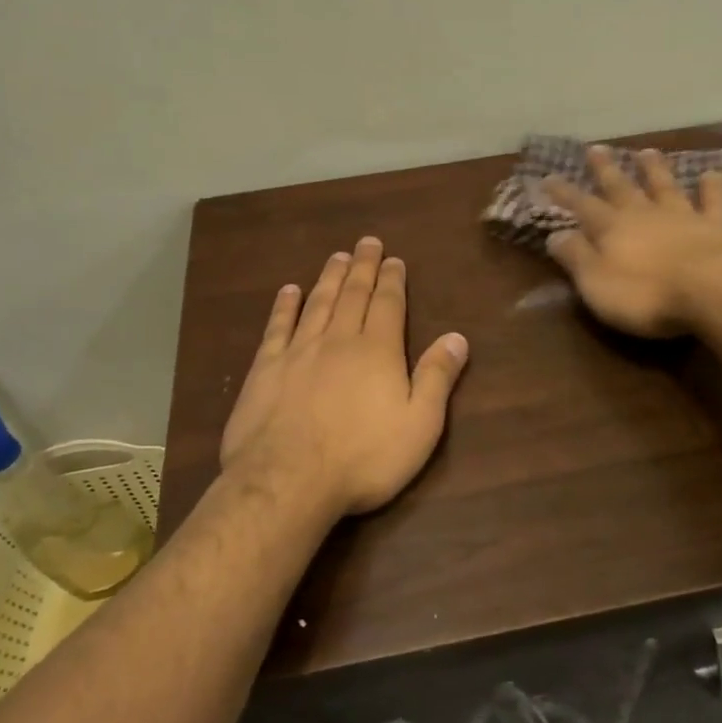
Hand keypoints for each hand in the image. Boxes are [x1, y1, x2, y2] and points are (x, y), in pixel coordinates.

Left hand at [220, 238, 469, 519]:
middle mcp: (338, 340)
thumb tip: (456, 337)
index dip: (392, 280)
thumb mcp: (419, 425)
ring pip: (317, 303)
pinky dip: (284, 306)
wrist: (288, 480)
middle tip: (366, 242)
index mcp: (377, 351)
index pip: (388, 304)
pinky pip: (277, 327)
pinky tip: (289, 291)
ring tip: (336, 257)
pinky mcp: (265, 369)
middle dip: (362, 267)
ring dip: (329, 278)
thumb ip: (437, 378)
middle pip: (353, 294)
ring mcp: (298, 352)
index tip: (394, 259)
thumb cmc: (363, 458)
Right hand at [543, 147, 721, 337]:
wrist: (711, 291)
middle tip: (595, 148)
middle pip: (621, 187)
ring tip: (646, 151)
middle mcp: (644, 214)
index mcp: (612, 229)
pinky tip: (712, 172)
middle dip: (606, 169)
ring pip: (665, 186)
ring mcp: (683, 216)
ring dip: (654, 169)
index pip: (582, 206)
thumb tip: (554, 235)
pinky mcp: (718, 226)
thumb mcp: (596, 284)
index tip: (548, 176)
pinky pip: (714, 200)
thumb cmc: (646, 295)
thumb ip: (576, 257)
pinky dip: (712, 186)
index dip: (564, 193)